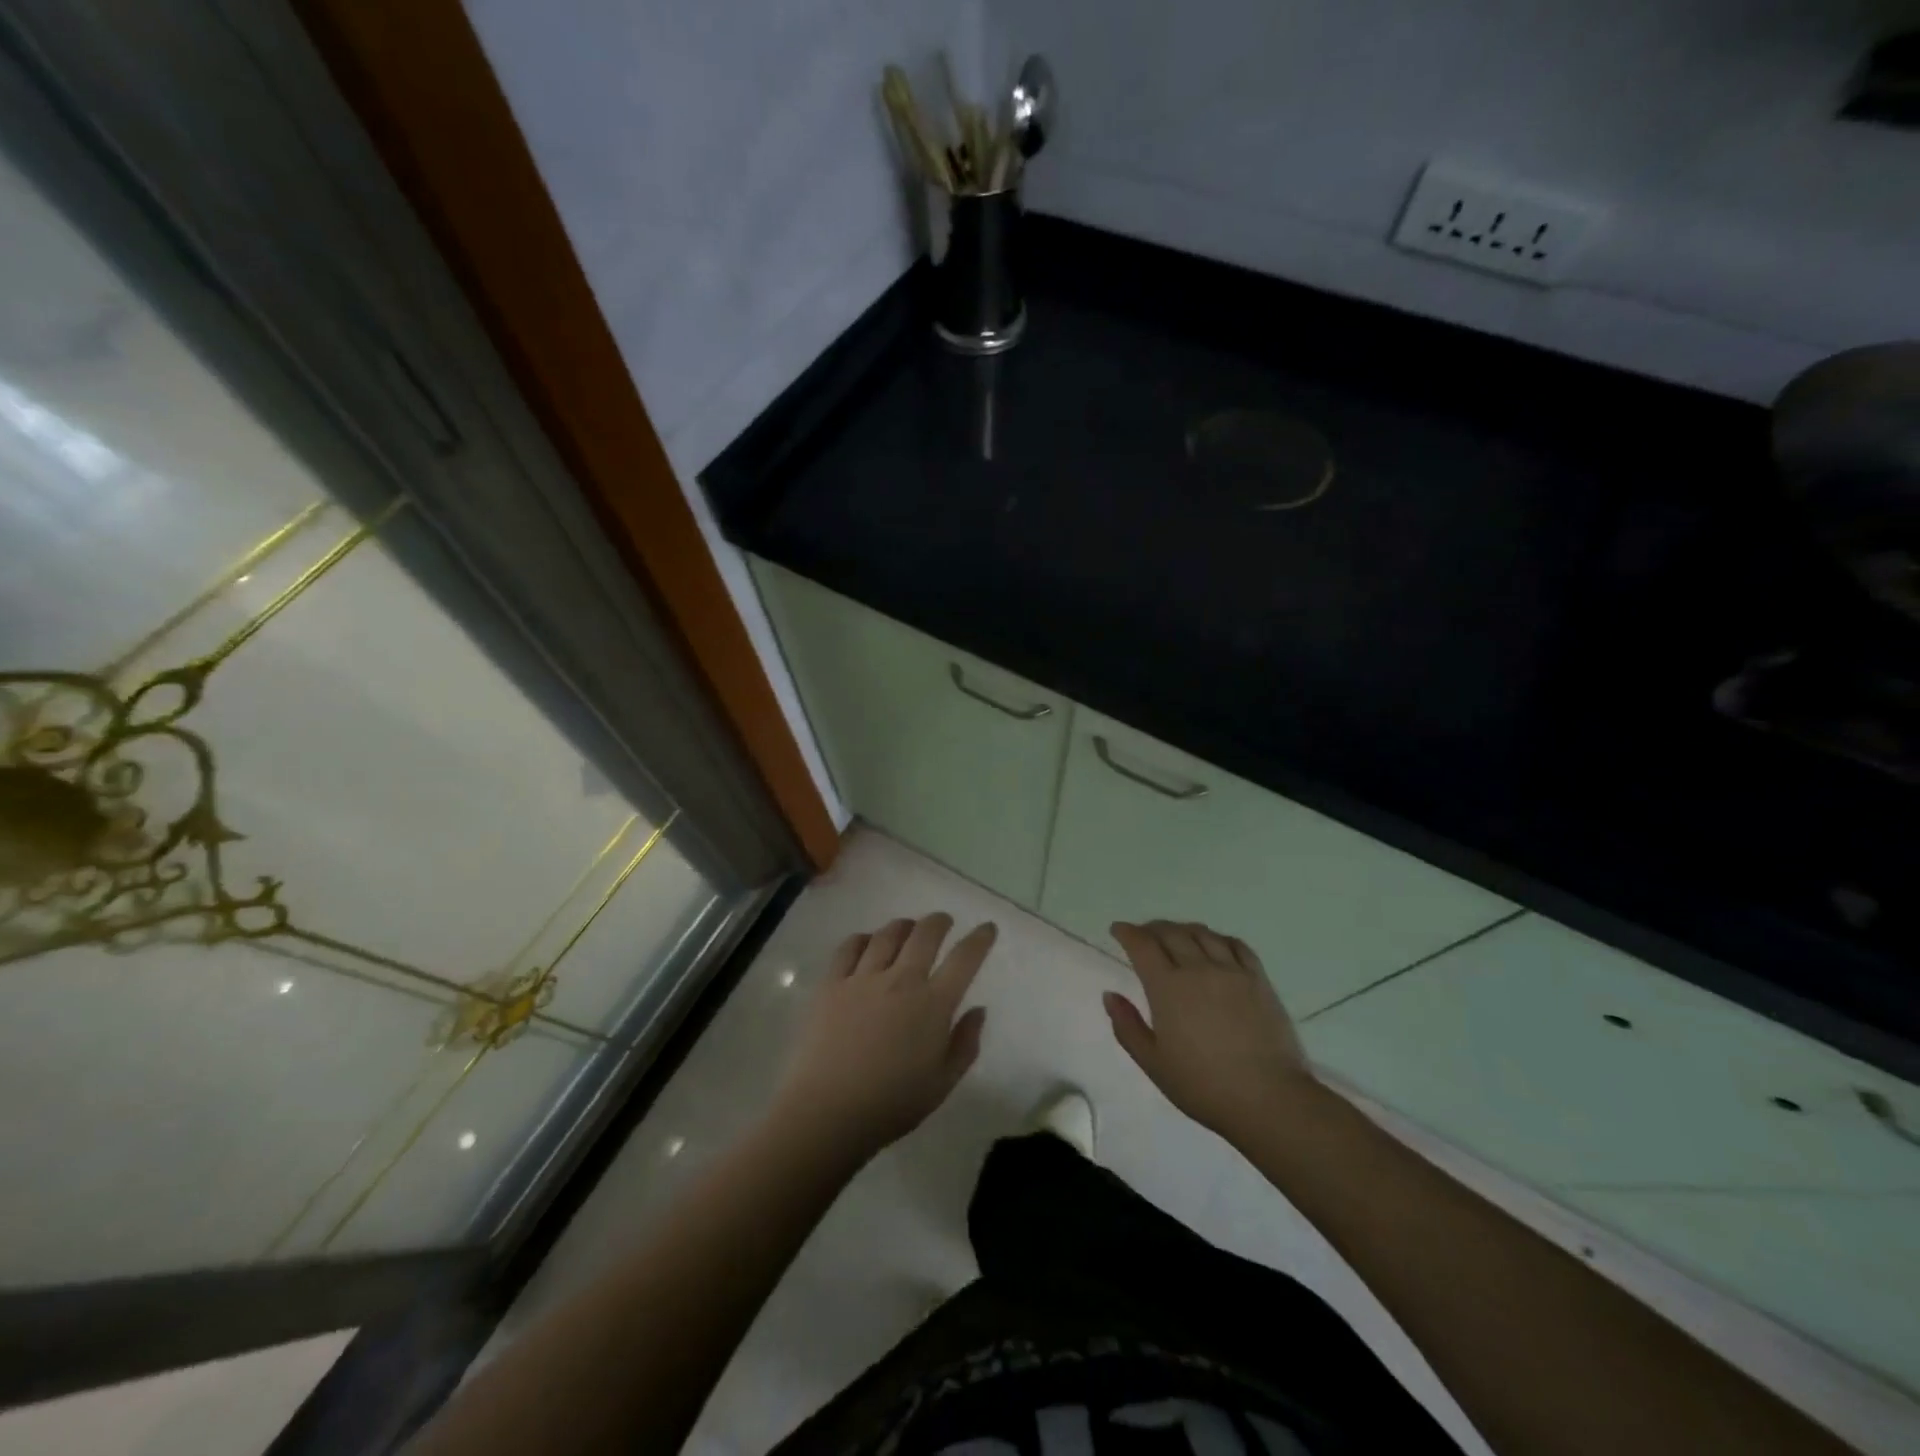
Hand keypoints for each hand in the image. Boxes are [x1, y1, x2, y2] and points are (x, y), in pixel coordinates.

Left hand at [774, 913, 994, 1159]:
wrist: (826, 1112)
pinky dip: (864, 938)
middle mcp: (901, 980)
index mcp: (933, 1004)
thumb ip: (965, 1044)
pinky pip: (849, 947)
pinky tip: (867, 943)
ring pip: (888, 934)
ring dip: (904, 926)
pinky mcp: (831, 984)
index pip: (964, 959)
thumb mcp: (942, 1083)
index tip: (986, 928)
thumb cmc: (891, 1105)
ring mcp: (863, 978)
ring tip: (908, 928)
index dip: (979, 939)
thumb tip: (978, 1010)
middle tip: (944, 922)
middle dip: (940, 921)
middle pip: (925, 934)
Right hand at [1104, 920, 1318, 1140]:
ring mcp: (1232, 971)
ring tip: (1177, 935)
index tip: (1118, 930)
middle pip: (1171, 933)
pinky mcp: (1259, 979)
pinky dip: (1219, 938)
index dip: (1127, 932)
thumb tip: (1110, 995)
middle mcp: (1198, 968)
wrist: (1269, 1099)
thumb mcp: (1153, 1063)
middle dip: (1152, 928)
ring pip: (1203, 934)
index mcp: (1167, 987)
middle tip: (1143, 934)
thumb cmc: (1203, 1086)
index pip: (1142, 945)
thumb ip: (1127, 1026)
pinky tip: (1216, 944)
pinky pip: (1236, 945)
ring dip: (1183, 929)